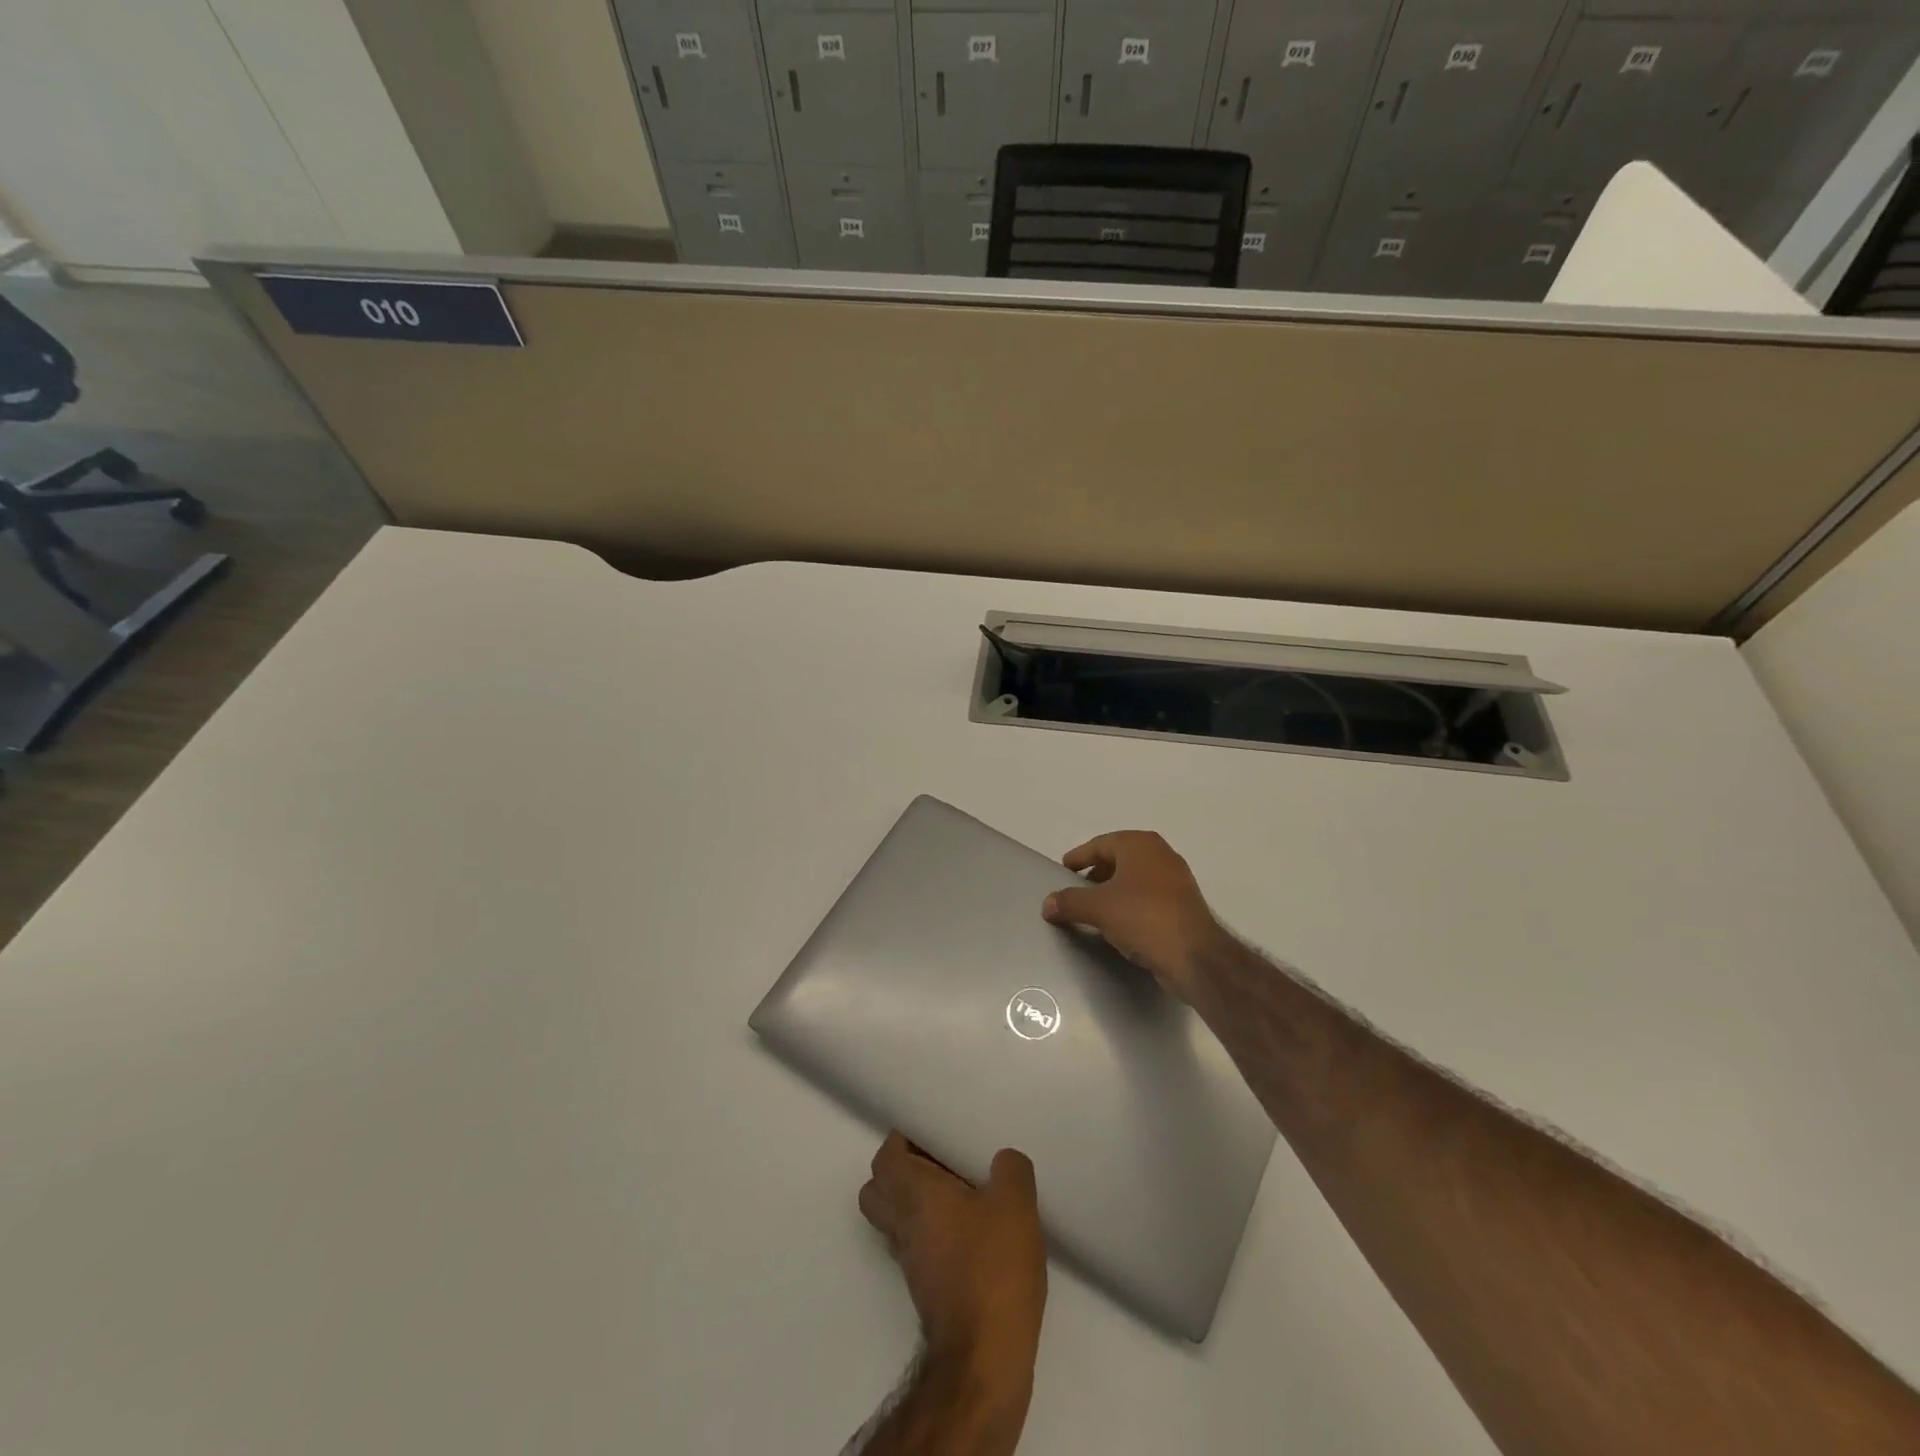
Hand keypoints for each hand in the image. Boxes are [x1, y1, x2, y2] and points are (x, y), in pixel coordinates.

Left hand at [859, 1133, 1046, 1373]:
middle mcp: (903, 1226)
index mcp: (914, 1195)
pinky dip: (935, 1232)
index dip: (902, 1141)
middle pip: (878, 1191)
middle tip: (940, 1161)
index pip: (885, 1159)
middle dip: (901, 1171)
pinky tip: (974, 1232)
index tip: (930, 1133)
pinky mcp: (928, 1291)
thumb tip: (1002, 1162)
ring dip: (919, 1203)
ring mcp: (912, 1263)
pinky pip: (919, 1246)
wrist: (985, 1358)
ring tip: (963, 1193)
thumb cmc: (992, 1268)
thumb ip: (1010, 1169)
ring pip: (897, 1221)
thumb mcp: (1015, 1203)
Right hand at [1041, 831, 1231, 1003]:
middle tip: (1077, 890)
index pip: (1100, 844)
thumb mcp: (1097, 908)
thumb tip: (1047, 903)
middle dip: (1096, 874)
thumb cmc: (1142, 917)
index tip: (1063, 870)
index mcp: (1139, 845)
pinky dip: (1130, 904)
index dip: (1079, 857)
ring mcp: (1176, 879)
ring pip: (1135, 879)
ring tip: (1094, 909)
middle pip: (1119, 859)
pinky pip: (1148, 897)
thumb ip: (1069, 902)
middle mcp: (1160, 855)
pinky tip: (1119, 924)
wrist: (1194, 955)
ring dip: (1113, 891)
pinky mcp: (1183, 904)